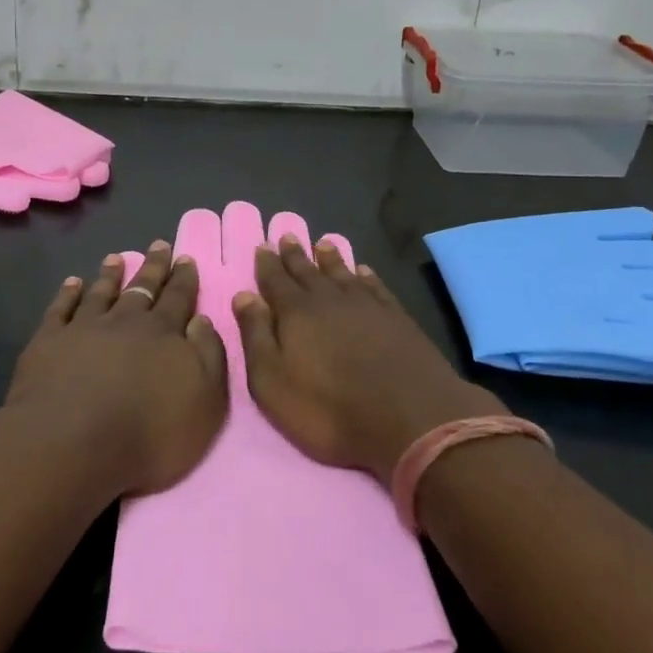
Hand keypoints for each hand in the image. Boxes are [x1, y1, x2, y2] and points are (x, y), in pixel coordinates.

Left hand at [7, 241, 228, 497]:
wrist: (74, 442)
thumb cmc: (148, 431)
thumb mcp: (204, 400)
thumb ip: (208, 355)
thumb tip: (202, 319)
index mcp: (163, 332)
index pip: (178, 297)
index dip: (184, 278)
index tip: (185, 257)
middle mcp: (125, 321)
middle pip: (142, 288)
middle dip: (153, 266)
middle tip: (159, 244)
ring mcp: (84, 328)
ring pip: (101, 292)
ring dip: (110, 275)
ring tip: (116, 257)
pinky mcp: (49, 341)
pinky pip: (61, 309)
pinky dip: (68, 294)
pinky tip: (72, 283)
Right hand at [233, 235, 505, 483]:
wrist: (408, 417)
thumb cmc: (328, 407)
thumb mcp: (273, 381)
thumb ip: (256, 336)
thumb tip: (244, 295)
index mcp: (295, 312)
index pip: (275, 280)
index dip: (267, 264)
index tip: (263, 246)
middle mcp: (329, 299)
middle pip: (308, 271)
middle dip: (295, 255)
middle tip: (288, 235)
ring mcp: (366, 305)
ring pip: (342, 273)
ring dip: (330, 258)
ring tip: (323, 244)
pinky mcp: (396, 317)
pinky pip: (375, 287)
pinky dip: (366, 276)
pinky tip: (363, 271)